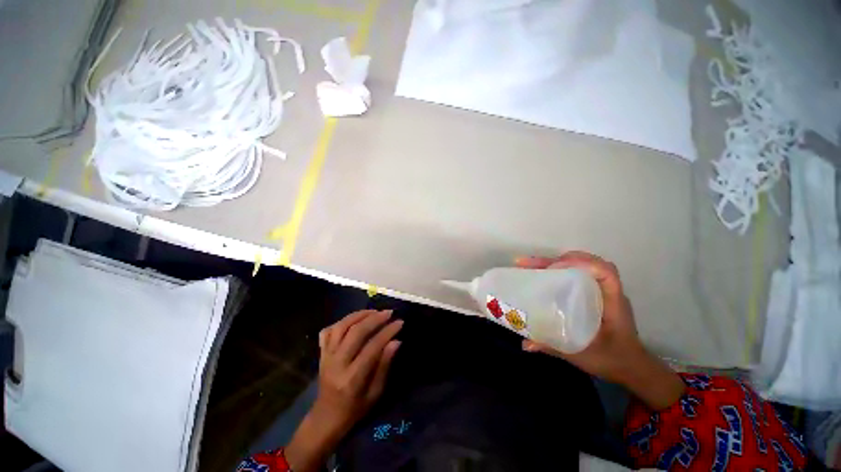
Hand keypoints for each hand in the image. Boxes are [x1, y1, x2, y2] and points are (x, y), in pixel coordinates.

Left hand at [286, 310, 402, 471]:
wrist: (326, 417)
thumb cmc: (355, 409)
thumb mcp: (375, 393)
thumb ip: (384, 365)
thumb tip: (396, 341)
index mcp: (352, 378)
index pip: (372, 347)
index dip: (387, 332)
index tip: (400, 322)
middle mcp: (337, 364)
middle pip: (356, 332)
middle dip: (375, 319)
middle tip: (388, 313)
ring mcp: (326, 357)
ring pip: (341, 327)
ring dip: (359, 315)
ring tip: (373, 311)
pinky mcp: (321, 353)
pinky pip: (328, 331)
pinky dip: (341, 322)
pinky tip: (353, 320)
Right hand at [517, 252, 683, 408]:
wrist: (632, 368)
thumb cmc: (612, 360)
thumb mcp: (582, 356)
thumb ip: (553, 348)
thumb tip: (525, 344)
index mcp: (612, 302)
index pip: (605, 271)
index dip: (580, 263)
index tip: (553, 268)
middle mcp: (608, 292)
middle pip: (589, 262)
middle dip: (558, 259)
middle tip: (531, 264)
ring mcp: (603, 292)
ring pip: (584, 266)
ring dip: (559, 261)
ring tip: (535, 264)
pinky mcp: (596, 295)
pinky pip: (581, 274)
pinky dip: (563, 269)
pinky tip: (547, 275)